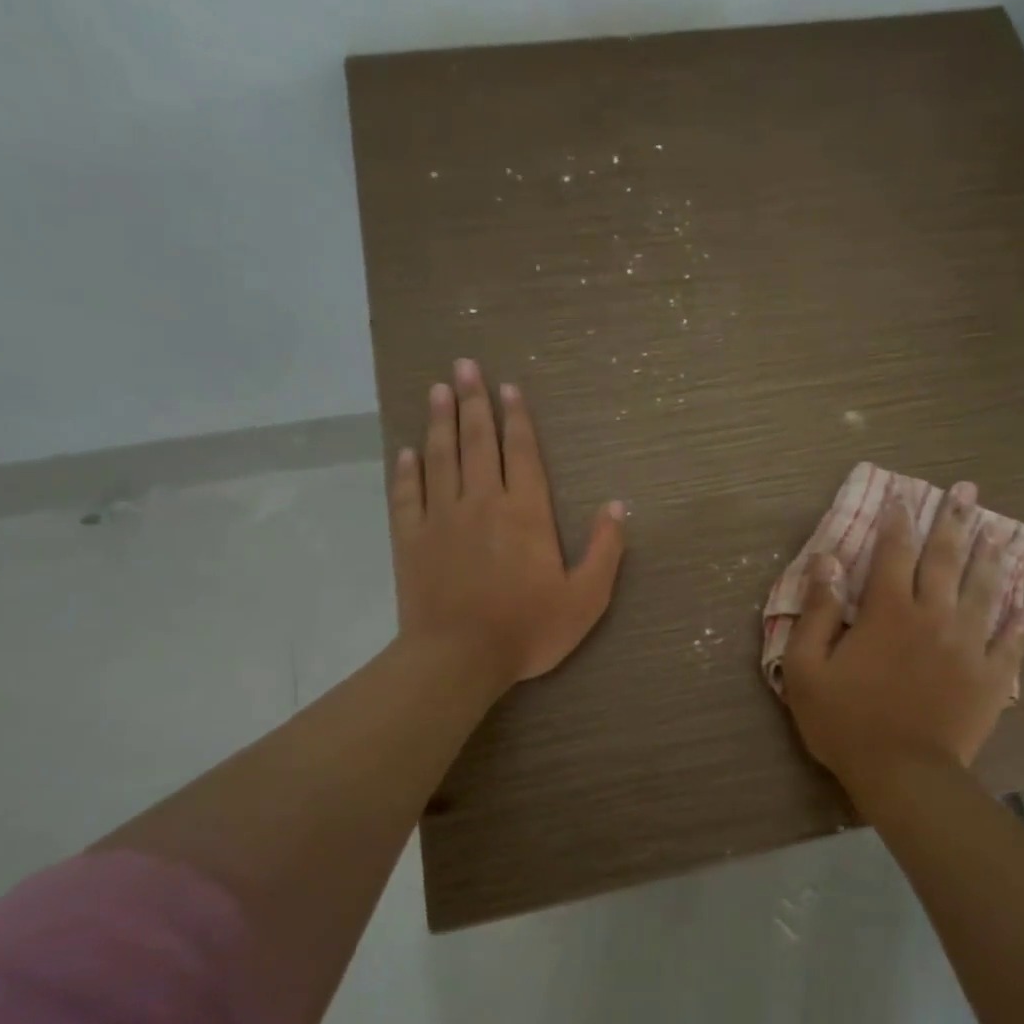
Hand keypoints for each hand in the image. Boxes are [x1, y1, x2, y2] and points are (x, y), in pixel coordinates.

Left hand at [389, 359, 625, 692]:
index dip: (515, 418)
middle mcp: (482, 502)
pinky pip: (407, 494)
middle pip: (477, 442)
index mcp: (525, 512)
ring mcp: (441, 518)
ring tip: (439, 389)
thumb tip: (617, 506)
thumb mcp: (586, 598)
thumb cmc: (528, 629)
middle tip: (464, 365)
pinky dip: (407, 469)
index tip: (507, 388)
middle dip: (473, 401)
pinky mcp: (411, 539)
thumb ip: (605, 550)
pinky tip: (407, 451)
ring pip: (440, 457)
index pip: (520, 452)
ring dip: (440, 421)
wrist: (458, 659)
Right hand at [781, 482, 1023, 793]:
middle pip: (946, 559)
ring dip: (992, 558)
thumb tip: (827, 561)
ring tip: (1000, 532)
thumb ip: (818, 611)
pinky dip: (1021, 625)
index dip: (897, 520)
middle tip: (966, 490)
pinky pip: (1010, 644)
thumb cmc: (847, 721)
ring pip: (984, 591)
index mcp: (889, 611)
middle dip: (954, 520)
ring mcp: (968, 646)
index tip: (903, 495)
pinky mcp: (991, 678)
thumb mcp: (808, 667)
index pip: (893, 552)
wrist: (903, 775)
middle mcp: (934, 616)